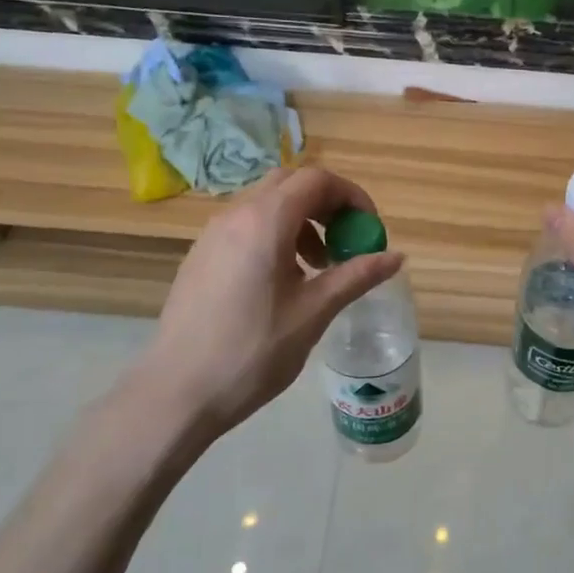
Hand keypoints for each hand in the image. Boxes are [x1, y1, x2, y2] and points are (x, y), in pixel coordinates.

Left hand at [142, 166, 403, 433]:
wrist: (176, 393)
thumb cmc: (253, 351)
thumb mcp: (314, 312)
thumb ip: (356, 276)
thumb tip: (396, 256)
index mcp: (265, 221)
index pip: (317, 179)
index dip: (351, 196)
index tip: (369, 229)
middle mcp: (236, 215)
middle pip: (290, 183)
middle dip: (326, 205)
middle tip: (346, 241)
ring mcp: (212, 234)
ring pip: (266, 204)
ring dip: (301, 221)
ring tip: (316, 267)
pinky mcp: (200, 256)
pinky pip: (245, 226)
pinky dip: (274, 236)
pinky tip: (281, 283)